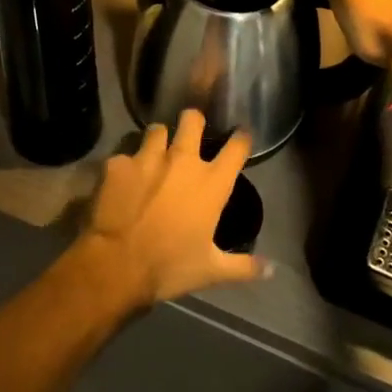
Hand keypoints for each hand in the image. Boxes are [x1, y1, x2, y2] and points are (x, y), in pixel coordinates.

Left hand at [79, 109, 270, 307]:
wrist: (118, 264)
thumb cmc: (171, 266)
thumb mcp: (212, 271)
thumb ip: (244, 266)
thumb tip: (273, 270)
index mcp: (211, 183)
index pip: (237, 147)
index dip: (241, 138)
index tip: (241, 135)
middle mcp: (182, 160)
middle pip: (192, 119)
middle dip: (193, 120)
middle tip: (190, 131)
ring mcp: (147, 157)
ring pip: (156, 129)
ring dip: (158, 139)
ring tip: (154, 152)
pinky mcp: (118, 163)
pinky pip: (124, 155)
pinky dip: (125, 165)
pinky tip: (122, 179)